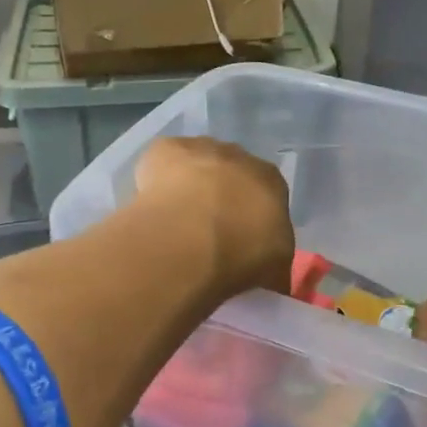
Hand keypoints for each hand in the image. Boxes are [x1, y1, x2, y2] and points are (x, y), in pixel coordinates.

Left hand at [132, 137, 293, 297]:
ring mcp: (200, 149)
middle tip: (206, 233)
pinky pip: (162, 163)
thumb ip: (274, 265)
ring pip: (196, 165)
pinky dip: (157, 180)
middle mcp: (240, 156)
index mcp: (272, 181)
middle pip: (231, 174)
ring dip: (189, 186)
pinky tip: (153, 206)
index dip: (252, 216)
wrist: (192, 237)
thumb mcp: (274, 270)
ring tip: (176, 223)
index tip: (240, 239)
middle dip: (221, 197)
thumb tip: (271, 277)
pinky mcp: (165, 149)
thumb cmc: (242, 253)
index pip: (267, 194)